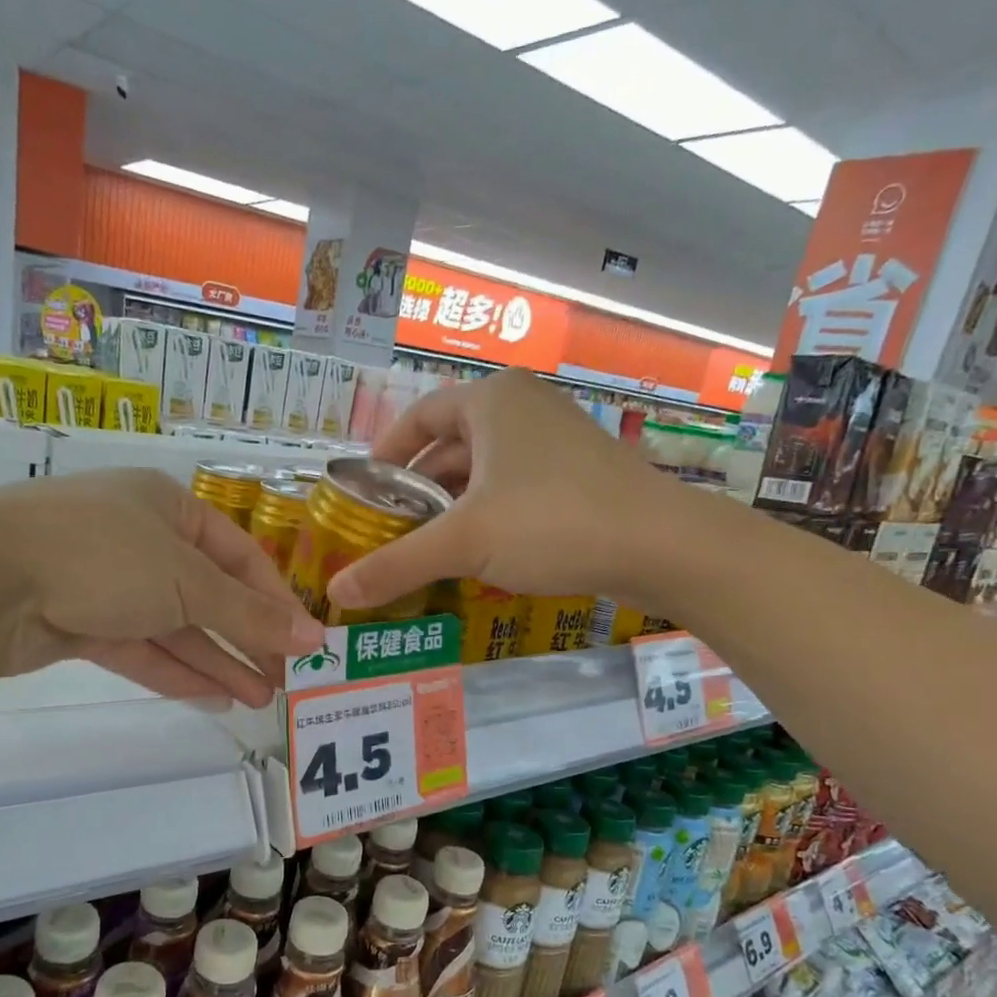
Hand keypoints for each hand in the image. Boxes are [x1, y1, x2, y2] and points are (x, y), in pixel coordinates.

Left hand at [0, 469, 324, 705]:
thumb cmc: (101, 557)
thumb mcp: (187, 582)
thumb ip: (249, 614)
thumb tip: (313, 637)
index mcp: (167, 508)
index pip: (238, 555)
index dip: (274, 600)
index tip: (305, 643)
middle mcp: (139, 539)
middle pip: (207, 594)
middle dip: (246, 638)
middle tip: (283, 681)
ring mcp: (105, 582)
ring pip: (174, 626)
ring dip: (216, 661)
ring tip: (258, 699)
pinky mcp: (78, 623)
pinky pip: (140, 648)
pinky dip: (175, 671)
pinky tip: (214, 698)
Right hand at [326, 369, 710, 613]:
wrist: (660, 545)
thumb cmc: (551, 523)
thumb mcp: (462, 544)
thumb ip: (395, 565)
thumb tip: (336, 594)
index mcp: (490, 402)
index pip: (418, 416)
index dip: (385, 452)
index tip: (365, 490)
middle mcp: (523, 408)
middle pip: (449, 445)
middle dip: (416, 488)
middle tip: (390, 530)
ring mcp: (556, 439)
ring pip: (484, 469)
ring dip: (451, 506)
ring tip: (426, 547)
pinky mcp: (579, 474)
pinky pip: (514, 487)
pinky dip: (487, 514)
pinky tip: (477, 553)